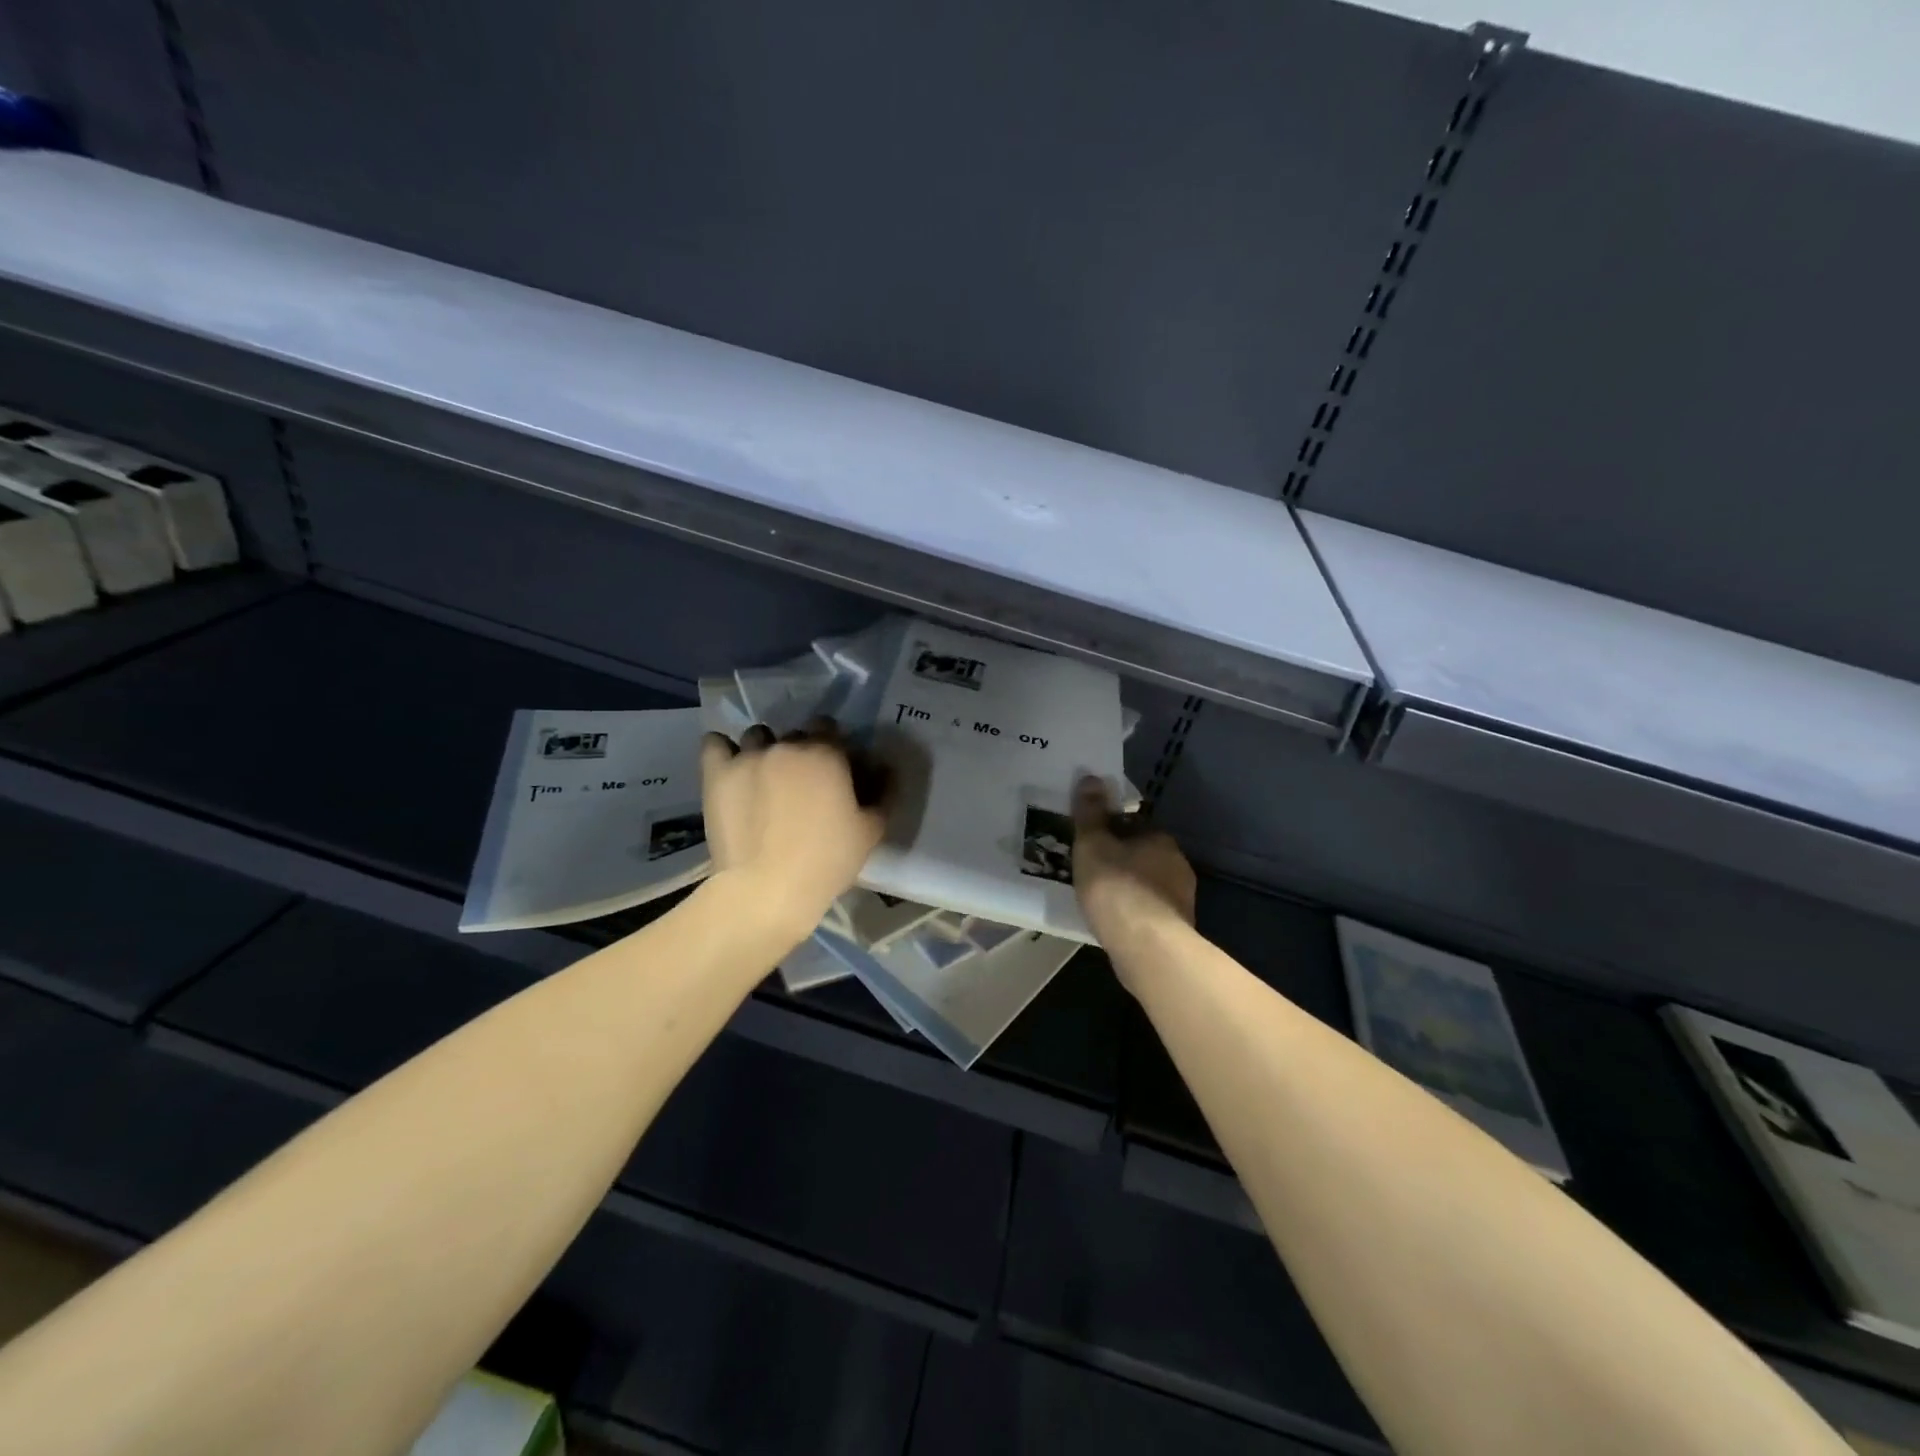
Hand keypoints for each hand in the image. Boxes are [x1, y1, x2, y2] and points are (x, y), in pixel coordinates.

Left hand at [700, 719, 888, 938]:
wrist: (767, 889)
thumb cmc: (827, 861)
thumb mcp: (871, 831)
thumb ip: (884, 792)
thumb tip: (886, 767)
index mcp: (826, 753)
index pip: (828, 727)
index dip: (831, 746)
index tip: (832, 771)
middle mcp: (787, 745)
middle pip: (794, 734)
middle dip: (799, 752)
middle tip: (800, 784)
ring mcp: (748, 756)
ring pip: (757, 736)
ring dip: (763, 749)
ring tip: (763, 778)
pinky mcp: (717, 773)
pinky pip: (715, 743)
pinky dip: (722, 750)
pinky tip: (730, 768)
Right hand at [1072, 777, 1196, 981]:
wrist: (1147, 946)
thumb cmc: (1116, 887)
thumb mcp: (1092, 844)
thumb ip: (1090, 812)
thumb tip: (1091, 777)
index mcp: (1159, 838)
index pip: (1133, 824)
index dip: (1110, 829)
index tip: (1090, 841)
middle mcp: (1176, 863)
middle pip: (1142, 853)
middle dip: (1120, 858)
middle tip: (1090, 869)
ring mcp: (1181, 897)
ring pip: (1147, 883)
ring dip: (1128, 886)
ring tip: (1099, 898)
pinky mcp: (1177, 927)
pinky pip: (1149, 910)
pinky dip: (1133, 911)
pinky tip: (1115, 921)